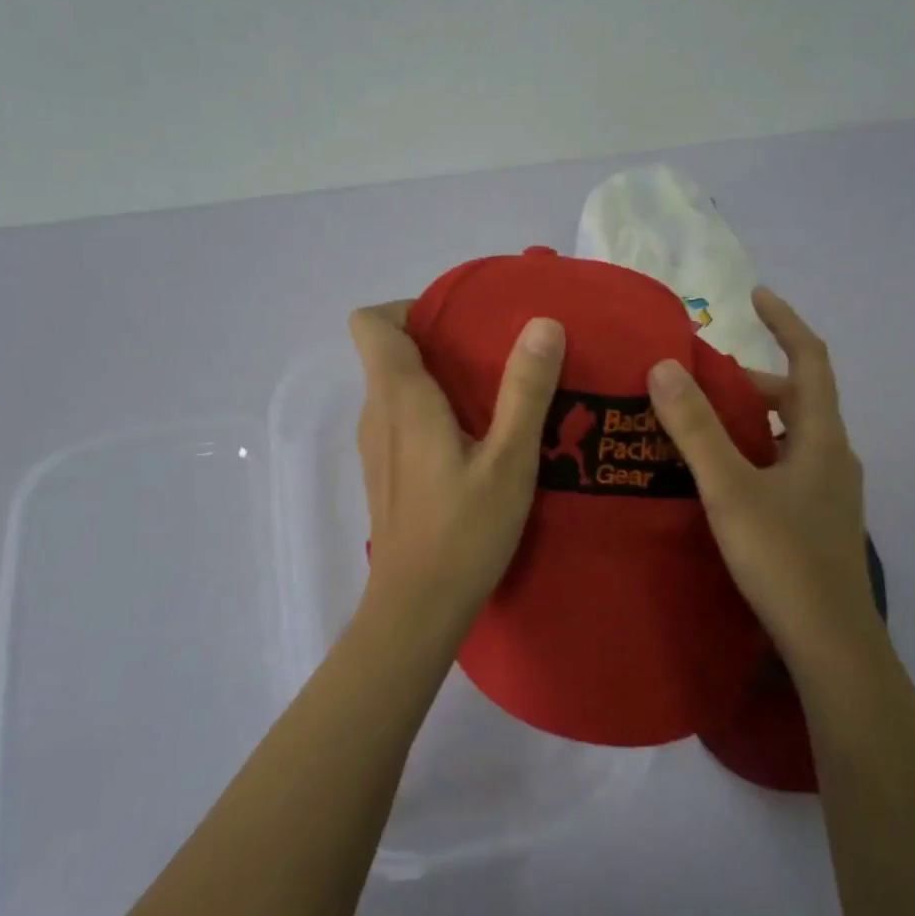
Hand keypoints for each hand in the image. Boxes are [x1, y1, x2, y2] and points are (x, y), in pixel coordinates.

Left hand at [348, 301, 565, 624]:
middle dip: (439, 340)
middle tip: (497, 352)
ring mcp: (377, 445)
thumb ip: (525, 390)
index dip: (409, 308)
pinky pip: (402, 418)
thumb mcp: (509, 460)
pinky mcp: (386, 472)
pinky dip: (433, 410)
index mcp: (400, 397)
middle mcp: (378, 413)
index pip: (371, 322)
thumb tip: (542, 323)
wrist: (417, 608)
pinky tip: (478, 438)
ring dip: (439, 377)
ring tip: (497, 391)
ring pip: (397, 387)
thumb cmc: (463, 532)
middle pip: (389, 351)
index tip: (460, 321)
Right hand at [646, 287, 876, 658]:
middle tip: (697, 380)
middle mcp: (832, 456)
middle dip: (749, 381)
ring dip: (748, 419)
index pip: (810, 360)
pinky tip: (718, 476)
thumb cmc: (783, 557)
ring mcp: (828, 491)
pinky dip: (752, 453)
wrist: (829, 642)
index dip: (785, 323)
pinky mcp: (817, 519)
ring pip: (787, 436)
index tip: (755, 295)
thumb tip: (665, 367)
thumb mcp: (729, 488)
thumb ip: (696, 428)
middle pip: (794, 399)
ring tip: (697, 424)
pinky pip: (783, 465)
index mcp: (821, 438)